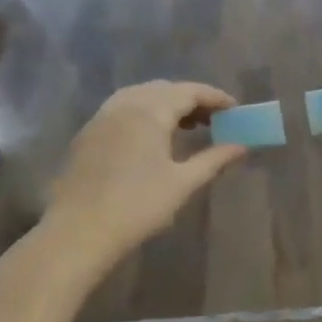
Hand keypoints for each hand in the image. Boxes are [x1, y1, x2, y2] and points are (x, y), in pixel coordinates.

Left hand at [46, 81, 246, 257]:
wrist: (79, 232)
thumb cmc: (137, 207)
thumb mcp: (183, 183)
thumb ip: (214, 159)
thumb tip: (242, 146)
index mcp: (150, 111)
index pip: (190, 91)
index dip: (215, 97)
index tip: (235, 109)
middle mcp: (126, 104)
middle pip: (165, 88)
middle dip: (192, 99)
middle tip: (214, 119)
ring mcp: (103, 116)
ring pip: (142, 95)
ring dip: (167, 103)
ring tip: (186, 126)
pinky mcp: (89, 132)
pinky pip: (124, 108)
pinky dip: (145, 112)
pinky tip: (153, 137)